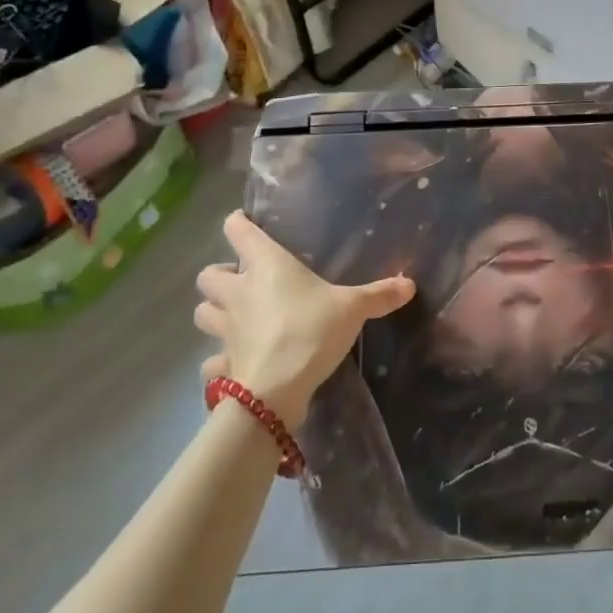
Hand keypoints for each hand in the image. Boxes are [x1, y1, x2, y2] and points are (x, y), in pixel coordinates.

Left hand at [195, 210, 415, 427]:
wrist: (277, 389)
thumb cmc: (311, 331)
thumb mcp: (352, 308)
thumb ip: (379, 295)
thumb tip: (410, 284)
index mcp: (266, 266)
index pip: (237, 230)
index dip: (238, 223)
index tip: (245, 223)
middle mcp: (238, 292)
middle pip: (208, 274)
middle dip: (221, 275)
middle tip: (243, 281)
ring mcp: (225, 329)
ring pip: (203, 312)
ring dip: (214, 311)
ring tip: (236, 316)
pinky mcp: (222, 362)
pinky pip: (211, 360)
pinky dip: (218, 361)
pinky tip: (234, 363)